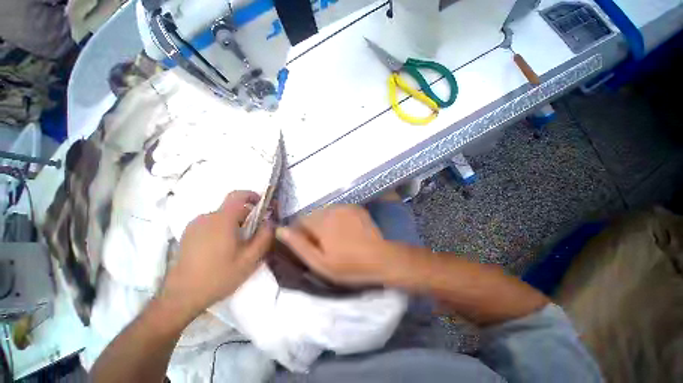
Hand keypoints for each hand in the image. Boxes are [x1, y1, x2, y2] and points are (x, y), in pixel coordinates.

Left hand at [159, 190, 272, 321]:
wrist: (181, 297)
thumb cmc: (218, 276)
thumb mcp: (249, 259)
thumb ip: (264, 237)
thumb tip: (270, 222)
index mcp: (221, 220)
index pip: (237, 195)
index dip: (252, 195)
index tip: (262, 204)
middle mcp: (206, 217)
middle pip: (232, 208)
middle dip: (247, 216)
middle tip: (255, 234)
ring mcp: (194, 226)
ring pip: (222, 217)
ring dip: (235, 224)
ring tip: (239, 245)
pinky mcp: (188, 234)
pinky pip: (211, 224)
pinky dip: (222, 229)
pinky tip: (222, 249)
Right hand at [276, 205, 394, 284]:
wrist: (382, 257)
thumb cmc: (350, 265)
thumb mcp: (321, 263)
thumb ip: (299, 245)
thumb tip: (281, 230)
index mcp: (321, 222)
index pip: (300, 220)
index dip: (300, 233)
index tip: (308, 245)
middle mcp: (331, 209)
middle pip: (313, 215)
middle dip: (313, 228)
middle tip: (324, 245)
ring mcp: (345, 207)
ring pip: (326, 213)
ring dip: (326, 223)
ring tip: (336, 238)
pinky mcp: (356, 207)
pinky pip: (339, 211)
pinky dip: (338, 219)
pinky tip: (347, 231)